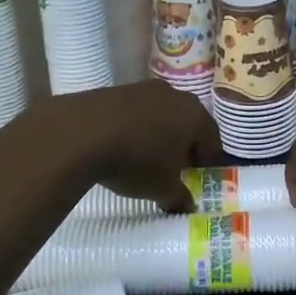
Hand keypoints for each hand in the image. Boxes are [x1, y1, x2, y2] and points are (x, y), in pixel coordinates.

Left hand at [52, 82, 224, 211]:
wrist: (82, 132)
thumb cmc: (136, 161)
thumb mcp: (161, 188)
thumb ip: (179, 197)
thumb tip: (187, 206)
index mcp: (196, 116)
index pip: (212, 140)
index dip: (207, 161)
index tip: (199, 177)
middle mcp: (175, 96)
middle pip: (187, 123)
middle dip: (183, 145)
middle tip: (174, 168)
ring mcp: (144, 88)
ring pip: (160, 114)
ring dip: (157, 134)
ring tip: (144, 157)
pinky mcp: (117, 90)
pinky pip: (135, 112)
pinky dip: (134, 127)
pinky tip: (121, 145)